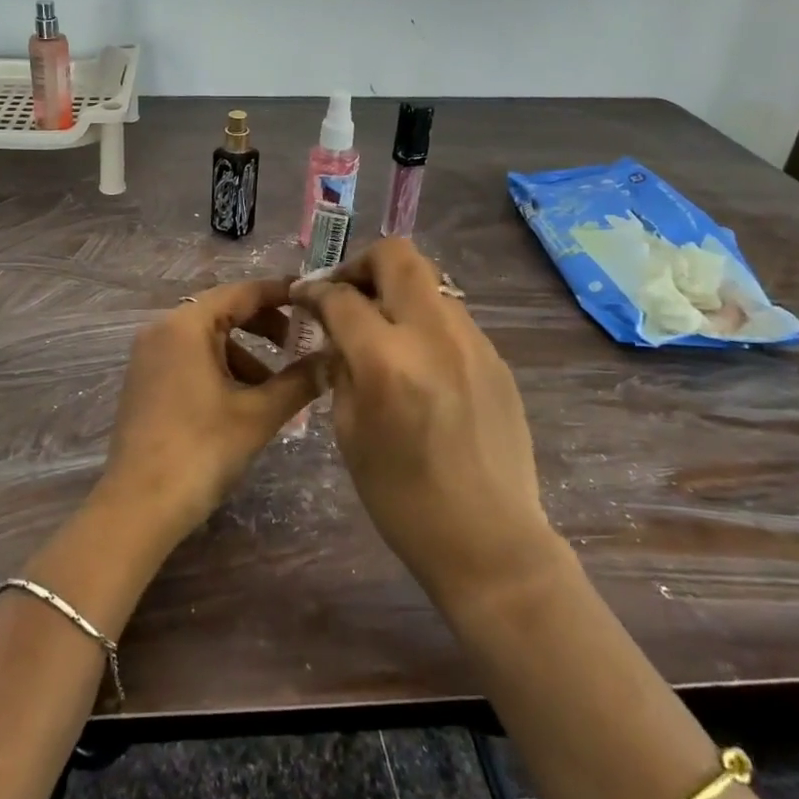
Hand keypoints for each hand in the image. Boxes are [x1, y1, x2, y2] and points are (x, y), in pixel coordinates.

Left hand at [98, 279, 322, 549]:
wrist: (139, 506)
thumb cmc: (201, 450)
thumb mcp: (258, 414)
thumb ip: (299, 380)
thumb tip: (334, 358)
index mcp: (186, 325)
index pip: (241, 292)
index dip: (281, 293)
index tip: (315, 298)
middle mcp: (162, 330)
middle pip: (223, 312)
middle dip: (265, 327)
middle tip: (301, 345)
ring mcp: (149, 356)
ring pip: (208, 340)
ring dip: (246, 355)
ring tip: (277, 389)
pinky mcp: (146, 382)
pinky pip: (191, 359)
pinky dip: (222, 370)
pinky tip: (244, 403)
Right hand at [290, 239, 558, 611]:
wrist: (490, 542)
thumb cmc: (403, 499)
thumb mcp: (350, 432)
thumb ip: (341, 370)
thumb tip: (337, 337)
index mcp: (387, 361)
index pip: (342, 297)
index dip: (314, 290)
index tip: (302, 295)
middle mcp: (434, 336)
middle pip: (398, 257)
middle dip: (362, 264)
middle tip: (346, 292)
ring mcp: (473, 343)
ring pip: (429, 282)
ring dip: (396, 291)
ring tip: (380, 328)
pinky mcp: (495, 358)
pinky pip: (451, 317)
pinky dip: (423, 321)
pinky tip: (415, 359)